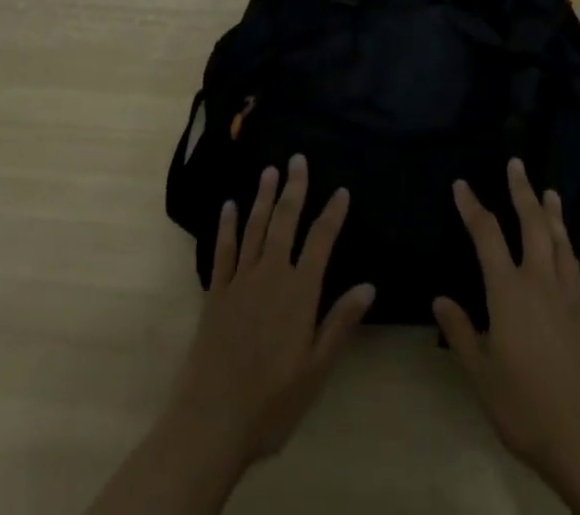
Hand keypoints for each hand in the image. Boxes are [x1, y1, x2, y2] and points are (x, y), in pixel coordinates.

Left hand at [85, 156, 374, 514]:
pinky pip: (223, 250)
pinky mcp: (215, 293)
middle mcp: (271, 275)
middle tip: (297, 159)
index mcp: (299, 292)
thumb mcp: (316, 370)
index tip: (341, 190)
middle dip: (293, 188)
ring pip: (255, 228)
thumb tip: (368, 286)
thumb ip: (340, 323)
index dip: (332, 214)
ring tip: (270, 171)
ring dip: (263, 197)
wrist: (211, 421)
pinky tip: (229, 206)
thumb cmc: (272, 403)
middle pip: (285, 222)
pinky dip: (227, 226)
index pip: (320, 241)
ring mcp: (240, 281)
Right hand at [435, 161, 579, 513]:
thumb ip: (460, 331)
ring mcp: (566, 293)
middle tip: (516, 163)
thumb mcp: (481, 373)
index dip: (472, 207)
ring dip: (550, 210)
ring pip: (558, 238)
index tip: (461, 185)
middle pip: (530, 223)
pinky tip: (565, 242)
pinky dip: (567, 241)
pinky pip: (574, 262)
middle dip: (521, 190)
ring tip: (547, 190)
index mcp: (508, 291)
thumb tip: (440, 298)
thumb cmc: (524, 405)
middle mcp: (539, 280)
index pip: (486, 235)